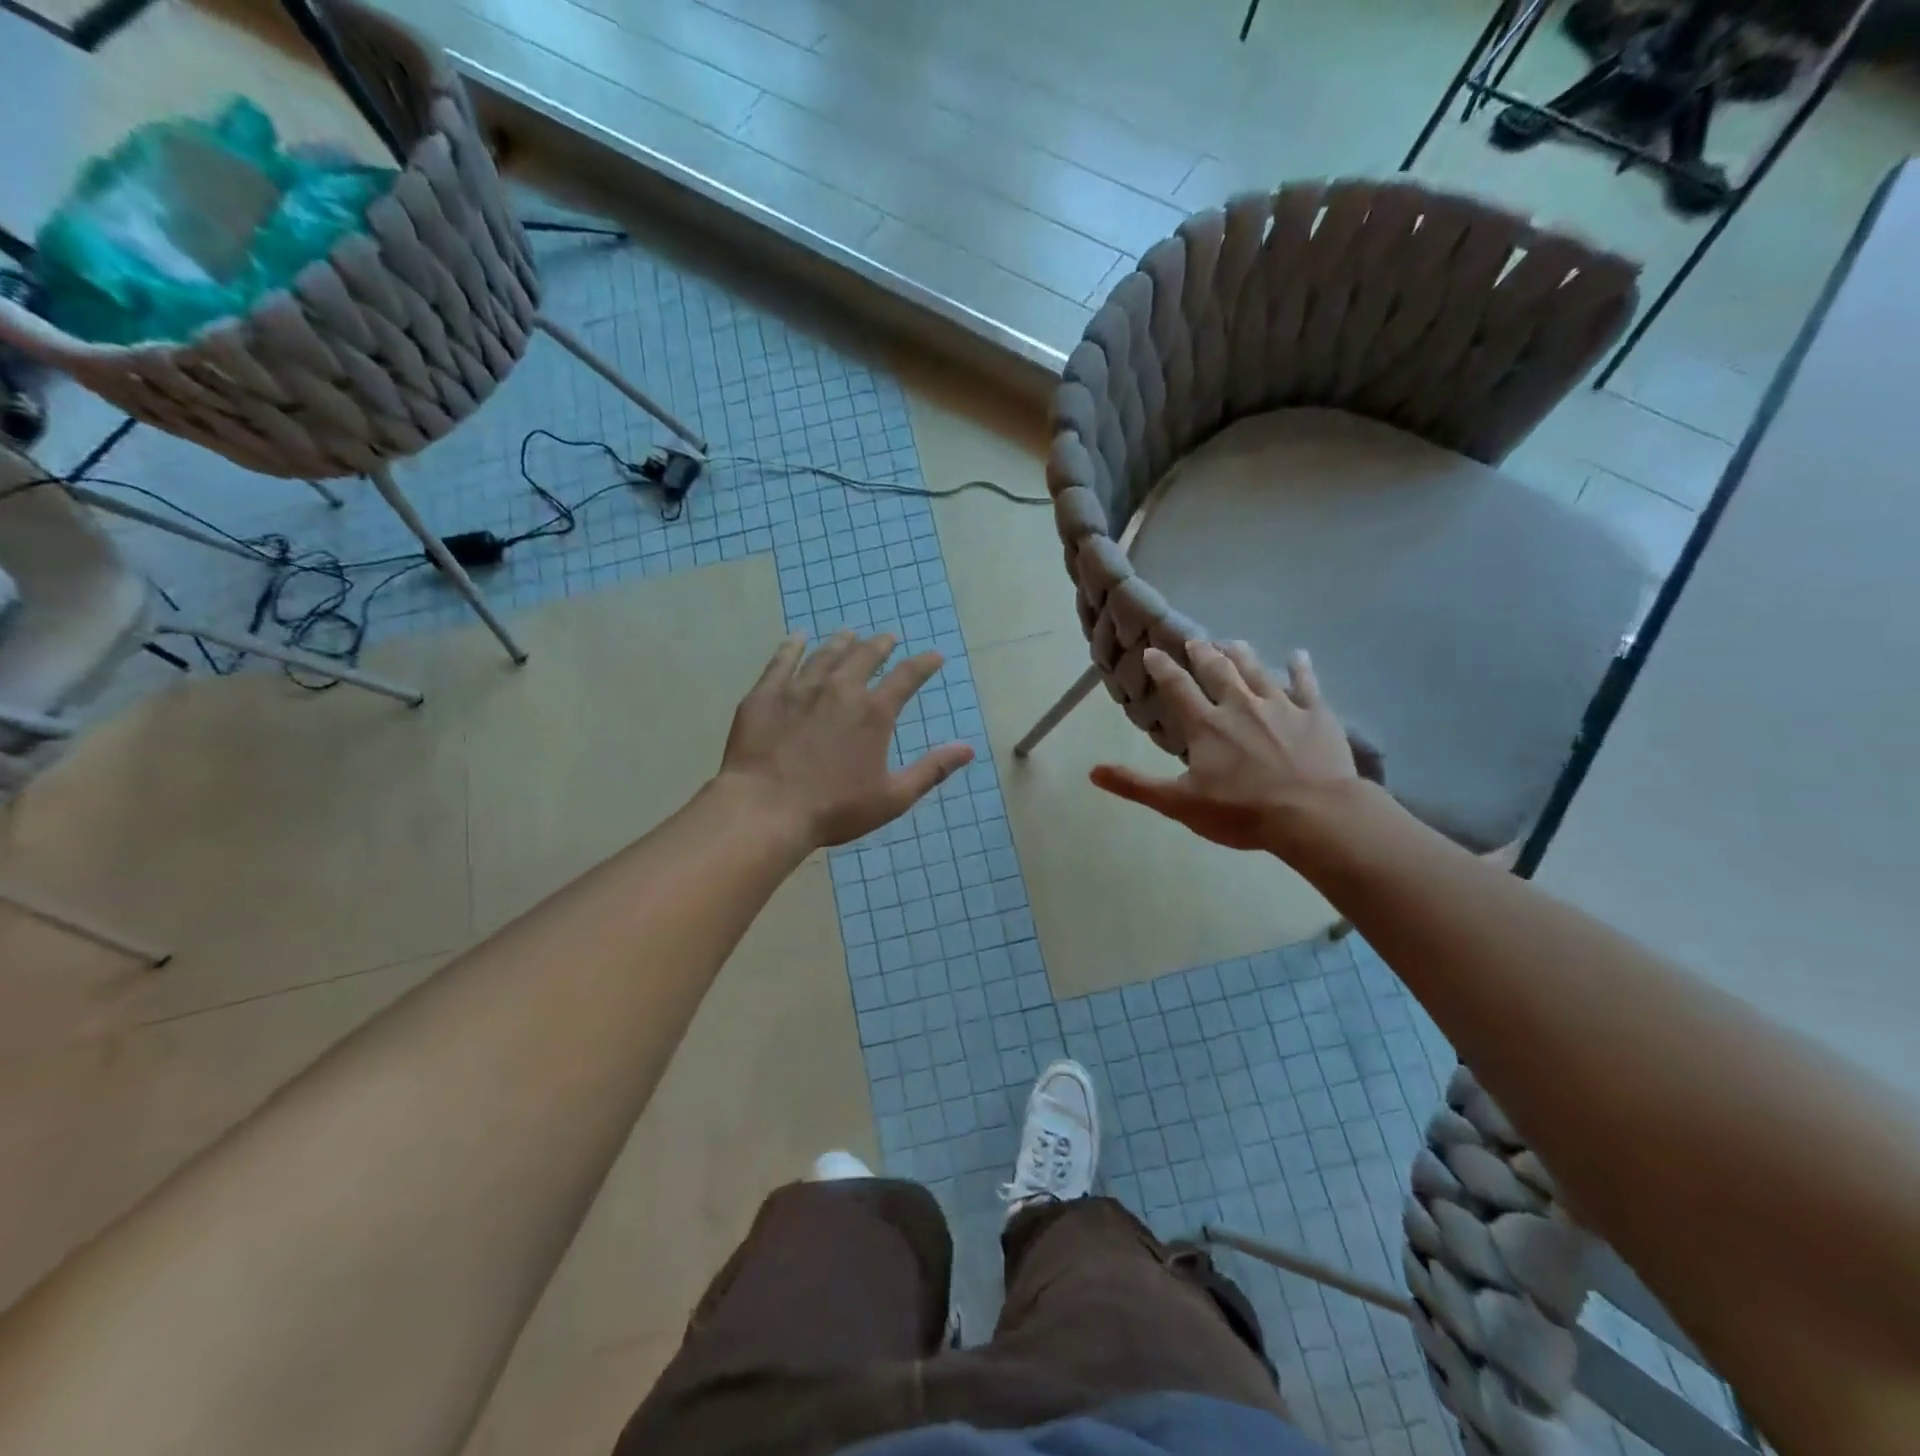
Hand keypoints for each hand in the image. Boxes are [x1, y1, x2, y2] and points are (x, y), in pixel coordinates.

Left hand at [719, 630, 974, 847]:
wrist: (766, 809)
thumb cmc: (834, 808)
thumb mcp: (893, 797)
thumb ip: (932, 769)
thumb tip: (968, 749)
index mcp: (874, 712)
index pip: (907, 677)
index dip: (924, 664)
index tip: (934, 656)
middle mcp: (840, 689)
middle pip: (865, 656)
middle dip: (881, 645)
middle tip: (888, 638)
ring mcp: (799, 688)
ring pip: (825, 654)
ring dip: (841, 642)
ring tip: (849, 634)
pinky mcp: (765, 695)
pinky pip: (781, 661)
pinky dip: (791, 646)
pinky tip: (796, 637)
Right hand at [1090, 640, 1358, 850]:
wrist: (1313, 814)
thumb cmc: (1242, 812)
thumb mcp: (1180, 803)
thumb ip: (1136, 785)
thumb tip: (1092, 771)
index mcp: (1206, 725)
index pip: (1178, 688)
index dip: (1163, 668)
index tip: (1153, 651)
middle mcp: (1240, 705)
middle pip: (1218, 671)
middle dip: (1204, 654)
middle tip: (1196, 641)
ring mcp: (1281, 706)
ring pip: (1257, 670)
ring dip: (1242, 654)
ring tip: (1232, 641)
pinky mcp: (1315, 714)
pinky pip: (1306, 683)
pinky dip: (1300, 667)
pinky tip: (1297, 655)